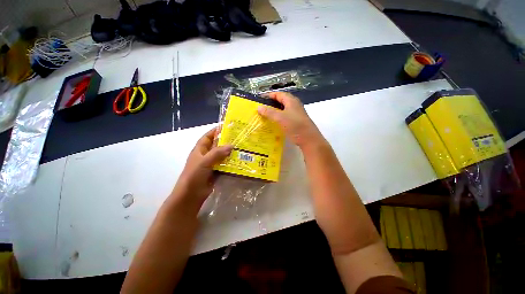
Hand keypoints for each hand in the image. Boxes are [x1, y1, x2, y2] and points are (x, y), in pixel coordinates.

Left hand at [171, 127, 232, 208]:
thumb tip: (231, 145)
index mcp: (200, 150)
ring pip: (222, 155)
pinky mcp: (216, 172)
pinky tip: (239, 161)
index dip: (215, 131)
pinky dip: (231, 163)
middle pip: (217, 145)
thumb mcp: (204, 162)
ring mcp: (211, 164)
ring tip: (242, 149)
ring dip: (230, 153)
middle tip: (239, 138)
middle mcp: (206, 155)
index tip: (227, 127)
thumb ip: (217, 153)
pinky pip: (224, 165)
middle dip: (226, 141)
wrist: (191, 195)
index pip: (208, 137)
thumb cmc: (194, 175)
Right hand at [257, 92, 324, 149]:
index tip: (260, 100)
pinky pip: (285, 116)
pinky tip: (273, 123)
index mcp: (291, 101)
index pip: (279, 94)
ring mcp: (296, 113)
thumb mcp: (280, 118)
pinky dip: (278, 118)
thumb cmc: (295, 126)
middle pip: (281, 101)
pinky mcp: (296, 121)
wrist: (308, 139)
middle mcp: (294, 105)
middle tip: (261, 108)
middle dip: (271, 104)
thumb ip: (269, 112)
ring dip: (274, 111)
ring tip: (265, 115)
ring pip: (283, 109)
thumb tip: (258, 107)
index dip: (269, 96)